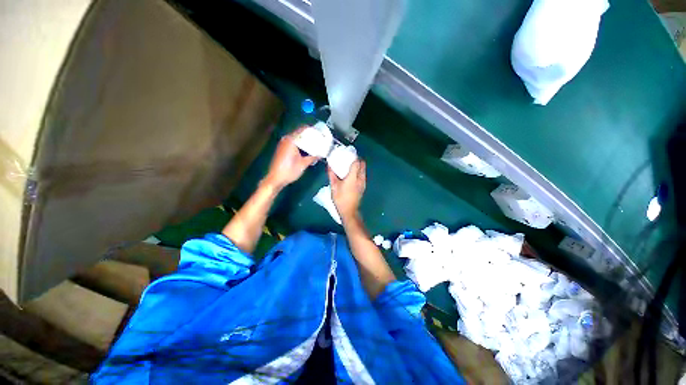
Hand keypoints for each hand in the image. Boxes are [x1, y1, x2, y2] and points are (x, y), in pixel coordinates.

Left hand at [264, 127, 317, 189]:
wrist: (275, 179)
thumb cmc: (289, 171)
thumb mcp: (303, 164)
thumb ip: (313, 157)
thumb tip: (321, 154)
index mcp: (291, 140)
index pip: (302, 129)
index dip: (312, 129)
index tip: (320, 132)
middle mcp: (286, 139)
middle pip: (299, 133)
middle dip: (309, 136)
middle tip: (319, 139)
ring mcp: (283, 144)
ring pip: (296, 138)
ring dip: (304, 141)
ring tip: (315, 144)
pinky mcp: (282, 149)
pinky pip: (293, 143)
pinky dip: (300, 144)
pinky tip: (306, 150)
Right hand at [327, 159, 365, 221]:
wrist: (349, 211)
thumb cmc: (341, 198)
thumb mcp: (333, 186)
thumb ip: (331, 174)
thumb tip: (329, 165)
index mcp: (353, 177)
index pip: (357, 162)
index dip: (353, 156)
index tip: (348, 153)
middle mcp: (360, 178)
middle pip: (362, 165)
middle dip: (357, 160)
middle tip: (349, 158)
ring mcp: (363, 183)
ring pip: (363, 170)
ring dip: (359, 166)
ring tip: (350, 166)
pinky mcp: (363, 187)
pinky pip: (362, 175)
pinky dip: (359, 172)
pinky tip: (352, 175)